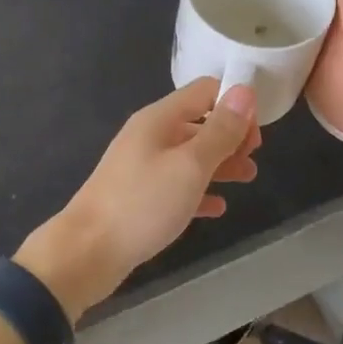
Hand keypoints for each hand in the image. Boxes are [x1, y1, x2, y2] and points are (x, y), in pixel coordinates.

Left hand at [17, 79, 260, 321]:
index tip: (256, 136)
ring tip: (247, 179)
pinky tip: (218, 207)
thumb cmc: (142, 203)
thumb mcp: (190, 165)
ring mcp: (142, 166)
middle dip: (230, 136)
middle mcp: (150, 135)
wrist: (86, 252)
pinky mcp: (139, 196)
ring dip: (220, 163)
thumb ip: (220, 130)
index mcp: (160, 119)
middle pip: (199, 122)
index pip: (205, 91)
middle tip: (253, 160)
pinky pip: (177, 185)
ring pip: (190, 155)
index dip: (235, 105)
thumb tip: (244, 91)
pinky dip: (199, 191)